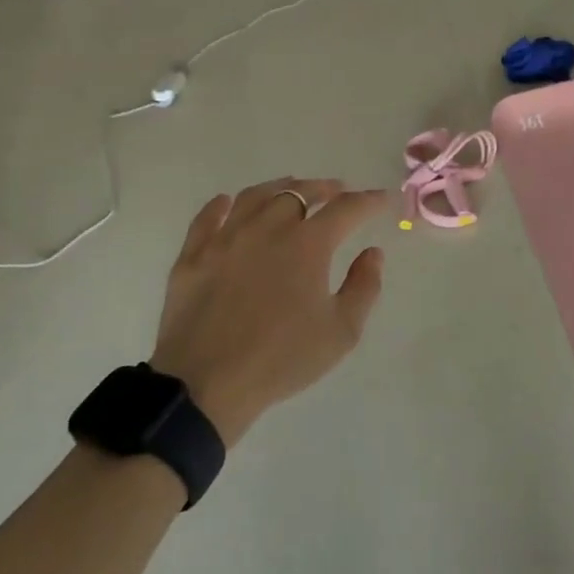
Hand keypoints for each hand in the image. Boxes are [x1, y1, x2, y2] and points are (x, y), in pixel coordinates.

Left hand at [151, 178, 386, 446]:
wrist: (205, 385)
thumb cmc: (281, 358)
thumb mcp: (342, 331)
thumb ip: (364, 286)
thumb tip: (372, 253)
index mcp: (308, 244)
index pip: (346, 209)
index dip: (368, 201)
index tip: (381, 199)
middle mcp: (268, 228)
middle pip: (299, 192)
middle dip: (323, 188)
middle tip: (336, 191)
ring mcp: (226, 238)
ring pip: (256, 196)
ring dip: (280, 188)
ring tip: (291, 190)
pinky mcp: (193, 256)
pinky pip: (208, 218)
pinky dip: (222, 205)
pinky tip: (228, 203)